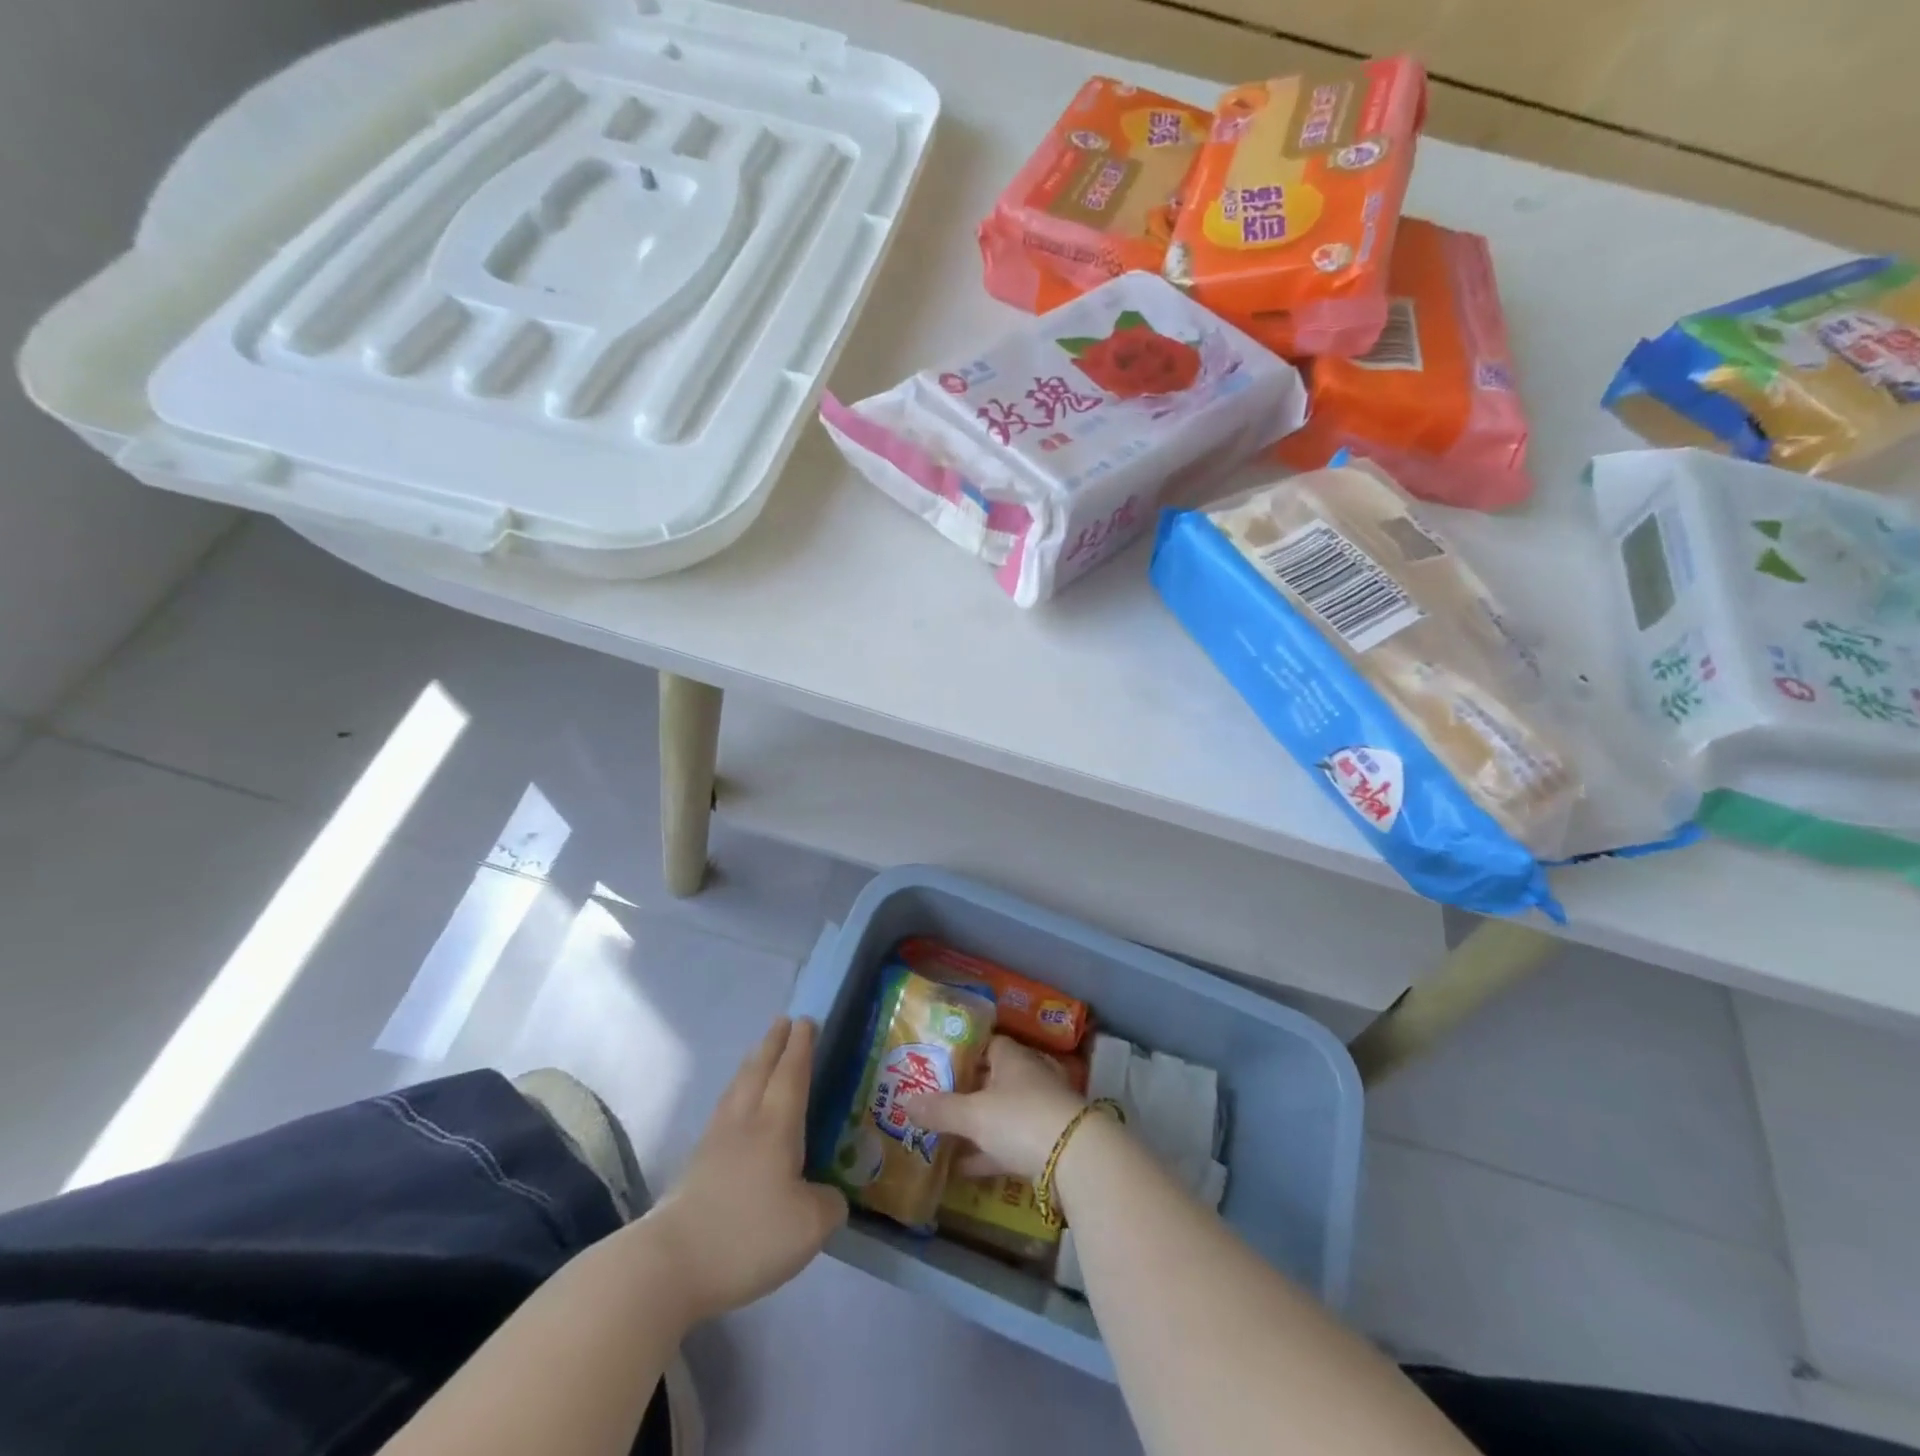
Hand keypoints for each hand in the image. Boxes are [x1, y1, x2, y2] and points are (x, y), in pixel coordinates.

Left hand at [645, 1018, 846, 1322]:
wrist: (669, 1265)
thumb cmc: (747, 1236)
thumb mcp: (809, 1226)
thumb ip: (829, 1204)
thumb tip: (831, 1197)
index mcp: (775, 1127)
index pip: (791, 1074)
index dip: (801, 1047)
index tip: (807, 1020)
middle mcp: (744, 1123)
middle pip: (759, 1071)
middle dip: (773, 1044)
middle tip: (784, 1021)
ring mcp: (714, 1143)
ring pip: (736, 1089)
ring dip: (751, 1064)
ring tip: (758, 1052)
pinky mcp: (694, 1167)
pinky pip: (722, 1112)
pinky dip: (734, 1095)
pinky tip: (733, 1107)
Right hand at [903, 1035, 1084, 1181]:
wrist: (1076, 1159)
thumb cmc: (1020, 1119)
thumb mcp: (973, 1115)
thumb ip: (940, 1110)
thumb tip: (905, 1102)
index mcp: (1013, 1059)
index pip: (988, 1044)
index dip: (965, 1053)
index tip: (941, 1065)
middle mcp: (1029, 1078)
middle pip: (994, 1080)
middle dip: (968, 1093)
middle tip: (936, 1103)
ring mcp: (1041, 1111)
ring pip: (1002, 1115)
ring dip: (977, 1127)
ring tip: (943, 1139)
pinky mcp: (1047, 1144)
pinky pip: (1011, 1144)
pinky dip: (989, 1154)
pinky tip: (963, 1169)